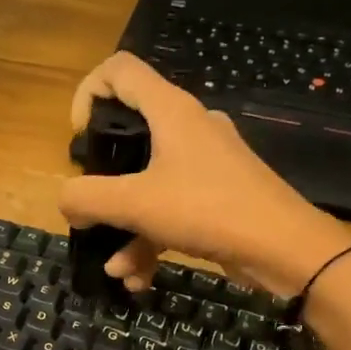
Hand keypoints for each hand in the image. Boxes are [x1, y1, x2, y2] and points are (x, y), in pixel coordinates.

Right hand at [58, 53, 350, 295]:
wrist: (285, 248)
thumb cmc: (207, 210)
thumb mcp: (135, 204)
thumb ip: (87, 197)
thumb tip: (65, 200)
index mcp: (170, 111)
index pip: (118, 70)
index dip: (87, 93)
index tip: (79, 139)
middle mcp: (188, 127)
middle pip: (130, 133)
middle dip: (103, 179)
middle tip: (91, 206)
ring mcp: (205, 162)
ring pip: (148, 183)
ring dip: (125, 227)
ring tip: (116, 269)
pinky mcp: (217, 195)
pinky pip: (170, 209)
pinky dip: (151, 239)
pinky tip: (138, 278)